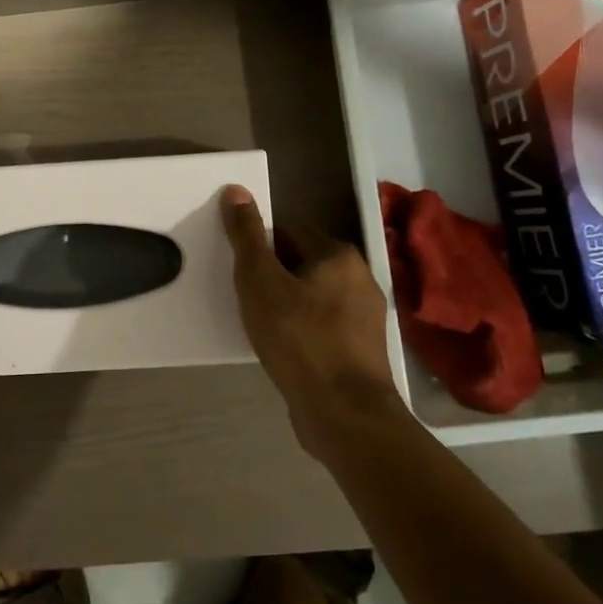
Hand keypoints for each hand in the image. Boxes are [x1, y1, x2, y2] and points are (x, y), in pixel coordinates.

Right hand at [221, 185, 405, 464]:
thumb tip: (237, 190)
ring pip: (313, 295)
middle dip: (272, 274)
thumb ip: (246, 237)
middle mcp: (359, 277)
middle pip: (302, 261)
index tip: (237, 268)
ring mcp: (365, 315)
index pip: (288, 230)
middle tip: (243, 296)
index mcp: (338, 254)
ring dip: (286, 303)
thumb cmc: (298, 339)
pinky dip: (300, 328)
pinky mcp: (362, 348)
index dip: (258, 244)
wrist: (344, 413)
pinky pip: (322, 324)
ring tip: (258, 324)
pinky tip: (282, 347)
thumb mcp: (260, 282)